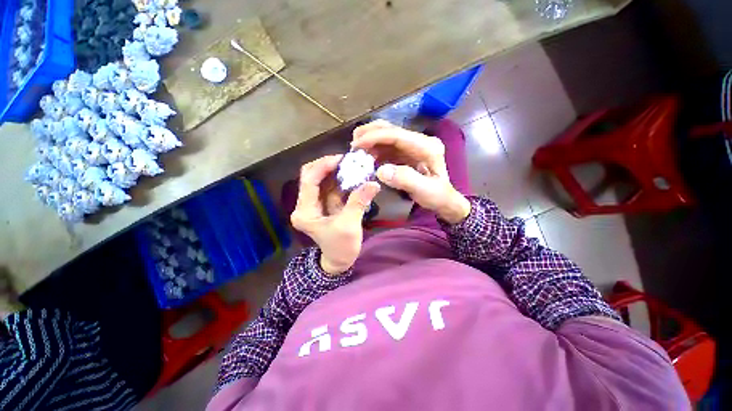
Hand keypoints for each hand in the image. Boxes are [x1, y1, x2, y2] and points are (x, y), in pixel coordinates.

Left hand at [290, 155, 380, 274]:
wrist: (339, 261)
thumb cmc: (341, 248)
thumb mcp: (349, 226)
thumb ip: (359, 202)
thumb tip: (374, 184)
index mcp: (305, 211)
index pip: (309, 181)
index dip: (323, 166)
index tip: (341, 159)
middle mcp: (306, 204)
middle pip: (312, 176)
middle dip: (329, 166)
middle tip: (348, 160)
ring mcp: (315, 203)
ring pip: (322, 180)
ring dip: (337, 172)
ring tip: (352, 165)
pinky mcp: (325, 204)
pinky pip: (331, 187)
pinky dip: (342, 180)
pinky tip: (353, 175)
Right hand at [351, 120, 469, 223]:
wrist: (444, 200)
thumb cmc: (437, 196)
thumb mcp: (425, 191)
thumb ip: (405, 180)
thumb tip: (380, 170)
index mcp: (427, 147)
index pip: (397, 135)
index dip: (375, 137)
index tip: (356, 145)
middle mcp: (420, 142)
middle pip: (391, 130)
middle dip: (370, 133)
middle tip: (353, 144)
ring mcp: (413, 146)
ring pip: (387, 136)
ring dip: (371, 141)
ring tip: (356, 151)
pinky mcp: (407, 153)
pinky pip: (388, 147)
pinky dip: (375, 150)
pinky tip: (367, 157)